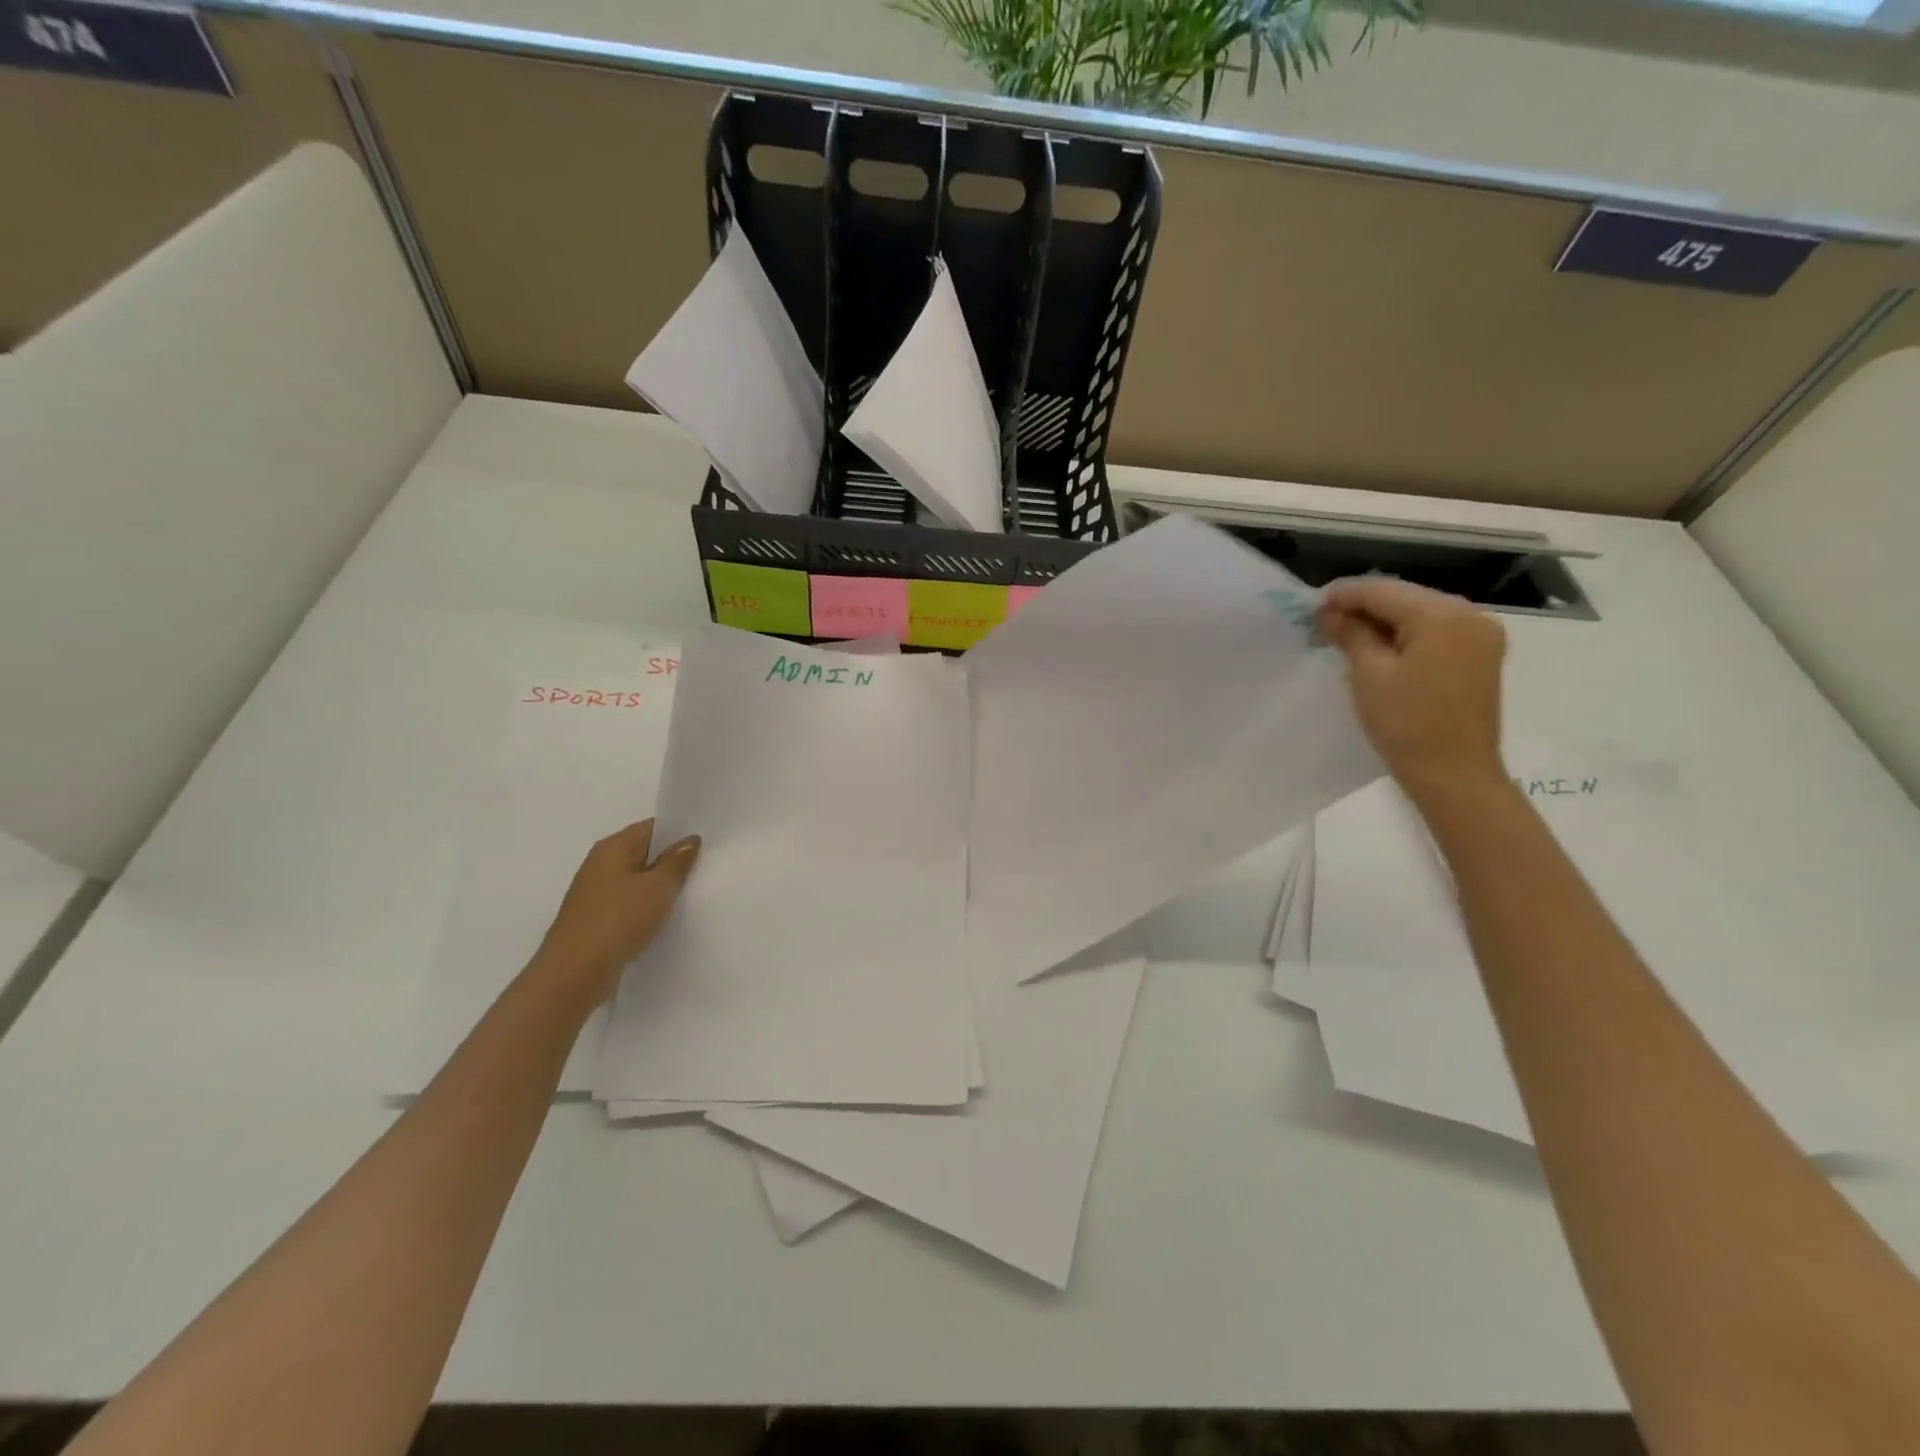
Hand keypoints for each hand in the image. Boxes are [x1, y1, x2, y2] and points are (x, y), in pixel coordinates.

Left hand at [534, 820, 700, 1002]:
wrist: (575, 974)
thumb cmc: (618, 920)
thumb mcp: (658, 887)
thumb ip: (677, 861)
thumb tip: (690, 840)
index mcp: (612, 848)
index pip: (652, 828)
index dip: (680, 832)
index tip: (708, 842)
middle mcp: (600, 865)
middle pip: (644, 854)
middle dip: (672, 861)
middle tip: (707, 867)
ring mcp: (596, 895)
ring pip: (638, 882)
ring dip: (660, 888)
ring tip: (692, 894)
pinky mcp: (596, 921)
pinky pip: (629, 905)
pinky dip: (648, 908)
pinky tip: (667, 919)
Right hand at [1317, 577, 1506, 802]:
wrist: (1454, 773)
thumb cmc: (1406, 722)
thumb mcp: (1369, 674)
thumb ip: (1350, 634)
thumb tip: (1329, 612)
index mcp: (1443, 615)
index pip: (1383, 591)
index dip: (1344, 595)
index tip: (1311, 605)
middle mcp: (1470, 615)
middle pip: (1406, 598)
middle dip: (1364, 607)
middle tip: (1324, 621)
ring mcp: (1480, 636)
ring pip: (1420, 615)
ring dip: (1383, 622)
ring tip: (1346, 635)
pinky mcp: (1480, 657)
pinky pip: (1435, 633)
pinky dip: (1405, 636)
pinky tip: (1379, 648)